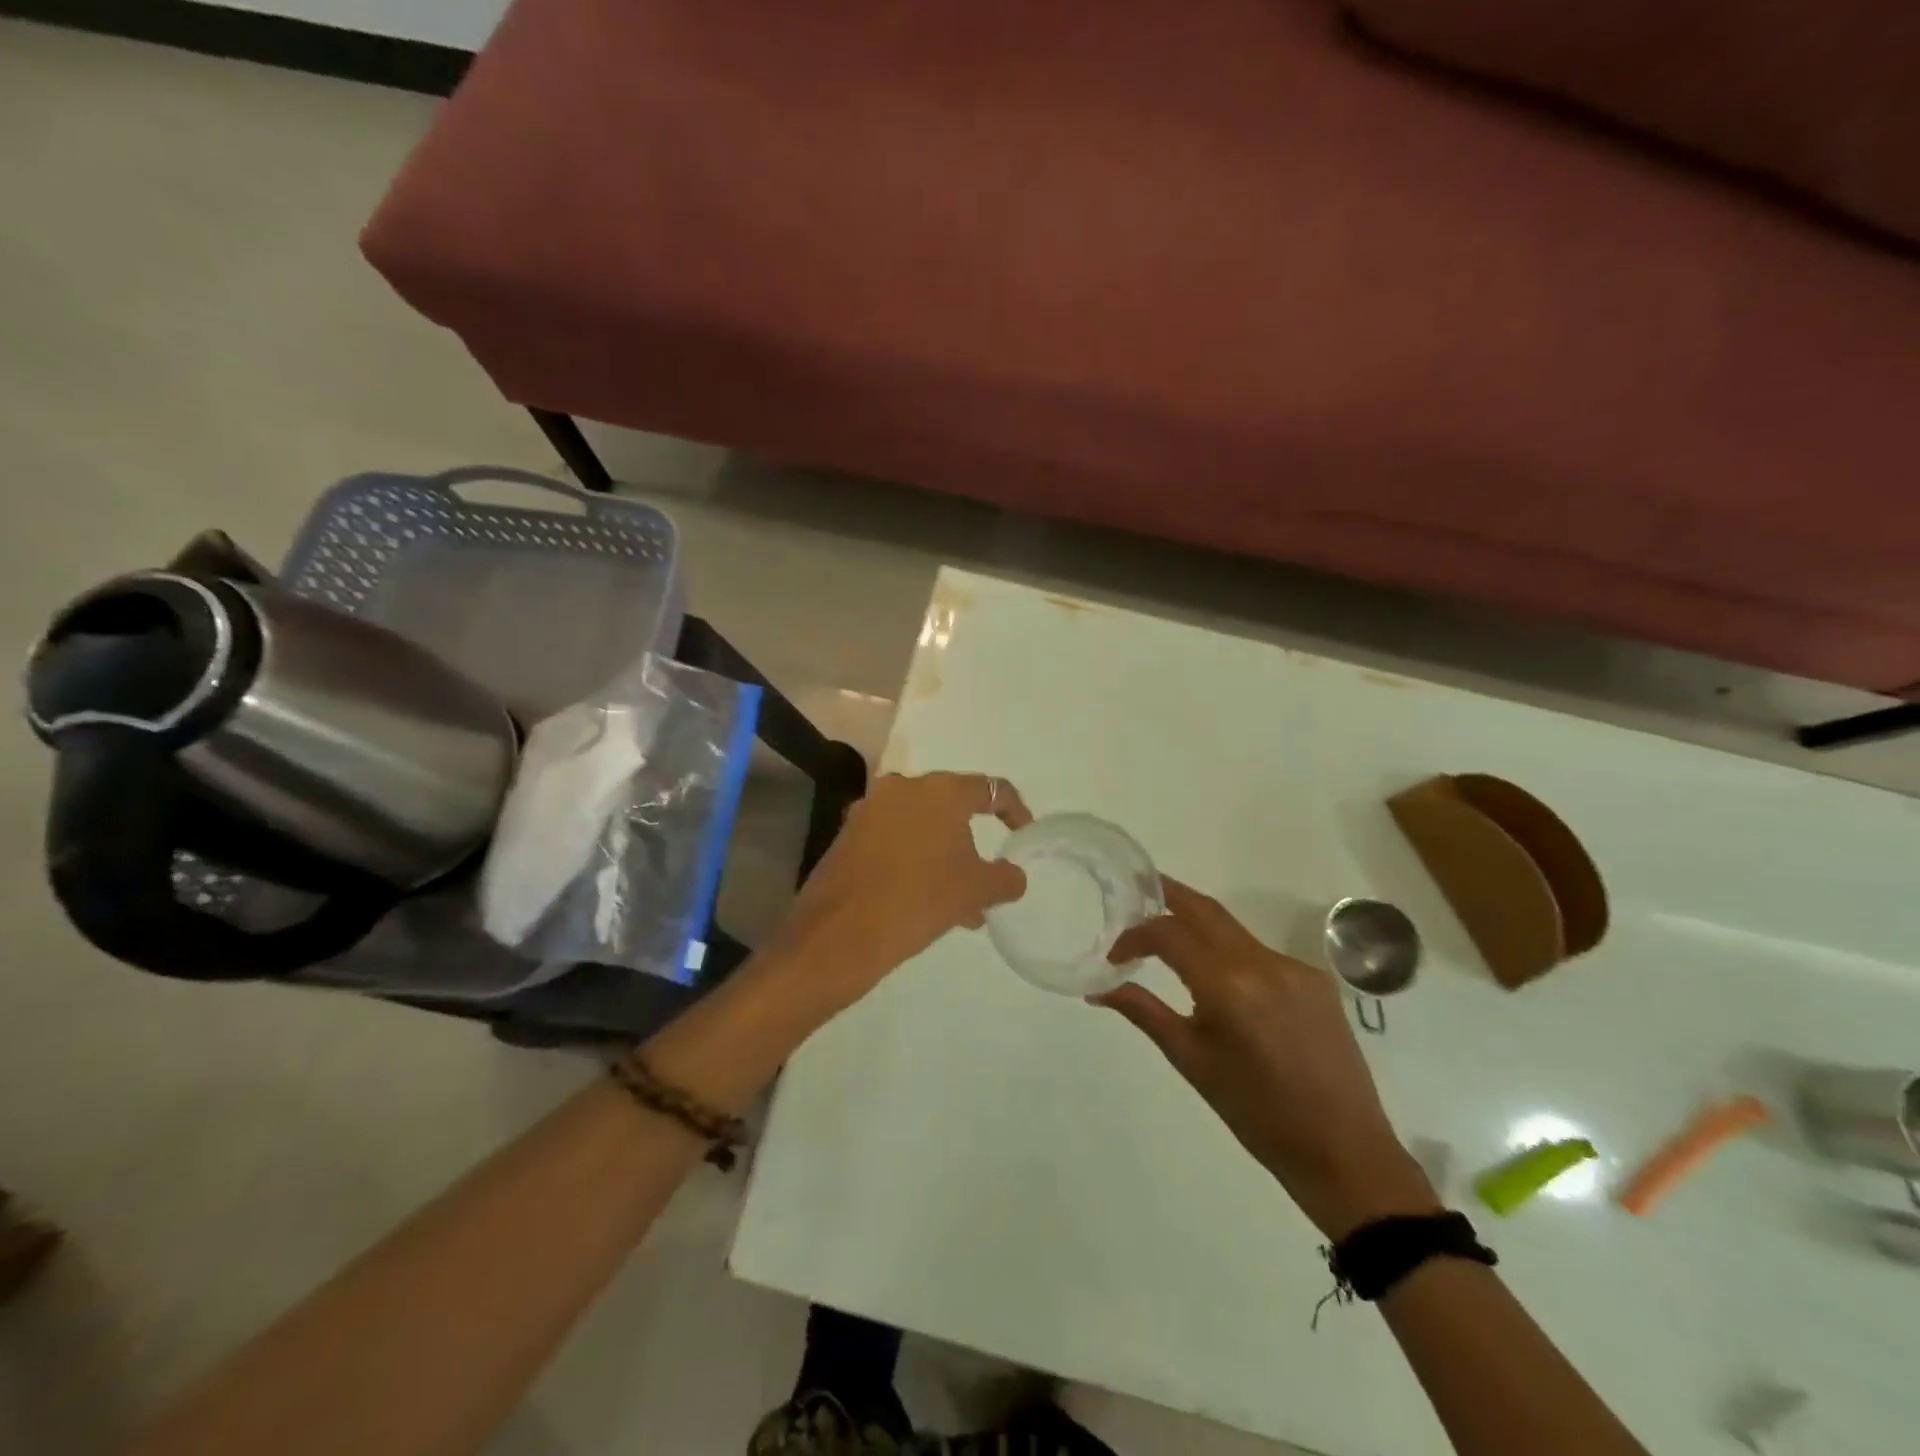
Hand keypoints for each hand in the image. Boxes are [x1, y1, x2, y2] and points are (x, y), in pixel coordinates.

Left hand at [762, 771, 1032, 1016]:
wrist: (840, 933)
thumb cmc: (919, 899)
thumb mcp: (975, 891)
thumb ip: (1004, 878)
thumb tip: (1014, 876)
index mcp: (939, 791)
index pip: (990, 789)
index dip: (1014, 809)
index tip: (1023, 832)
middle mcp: (903, 788)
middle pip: (950, 807)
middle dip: (971, 839)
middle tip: (986, 874)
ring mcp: (870, 809)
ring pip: (920, 827)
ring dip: (942, 856)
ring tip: (959, 903)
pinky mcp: (847, 834)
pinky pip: (893, 840)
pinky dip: (913, 860)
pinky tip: (922, 899)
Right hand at [1099, 880, 1438, 1237]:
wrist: (1344, 1151)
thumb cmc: (1256, 1113)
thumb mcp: (1191, 1060)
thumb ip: (1144, 1012)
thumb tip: (1098, 990)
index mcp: (1228, 985)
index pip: (1168, 933)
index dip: (1135, 935)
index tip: (1115, 956)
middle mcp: (1263, 962)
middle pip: (1205, 909)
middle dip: (1168, 894)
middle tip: (1137, 891)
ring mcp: (1294, 967)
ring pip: (1233, 930)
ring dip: (1198, 927)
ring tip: (1171, 943)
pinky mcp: (1315, 980)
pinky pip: (1260, 953)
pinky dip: (1231, 955)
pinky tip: (1222, 983)